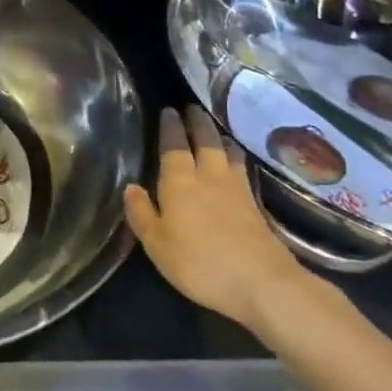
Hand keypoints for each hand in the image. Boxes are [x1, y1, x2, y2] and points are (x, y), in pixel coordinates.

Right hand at [123, 105, 317, 332]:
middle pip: (204, 140)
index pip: (173, 145)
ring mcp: (236, 189)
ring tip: (215, 130)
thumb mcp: (157, 244)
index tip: (168, 110)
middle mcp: (208, 176)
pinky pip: (243, 169)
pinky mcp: (255, 205)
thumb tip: (130, 186)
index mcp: (180, 182)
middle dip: (197, 122)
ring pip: (227, 152)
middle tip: (191, 108)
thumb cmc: (200, 263)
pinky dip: (237, 157)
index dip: (170, 126)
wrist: (261, 282)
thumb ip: (141, 213)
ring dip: (220, 137)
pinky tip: (237, 161)